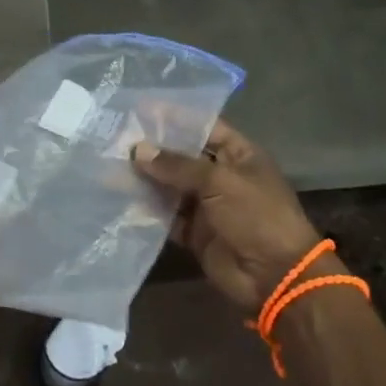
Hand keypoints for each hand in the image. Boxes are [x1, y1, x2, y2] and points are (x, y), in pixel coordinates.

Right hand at [132, 120, 329, 310]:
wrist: (274, 276)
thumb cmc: (255, 215)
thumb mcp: (219, 182)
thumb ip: (178, 165)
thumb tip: (138, 150)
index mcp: (238, 154)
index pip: (204, 127)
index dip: (175, 118)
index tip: (141, 109)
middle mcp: (222, 176)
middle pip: (183, 157)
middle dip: (154, 149)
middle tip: (116, 138)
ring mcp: (208, 205)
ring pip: (171, 186)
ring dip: (146, 178)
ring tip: (111, 165)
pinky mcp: (195, 232)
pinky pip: (168, 216)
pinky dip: (148, 210)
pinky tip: (122, 198)